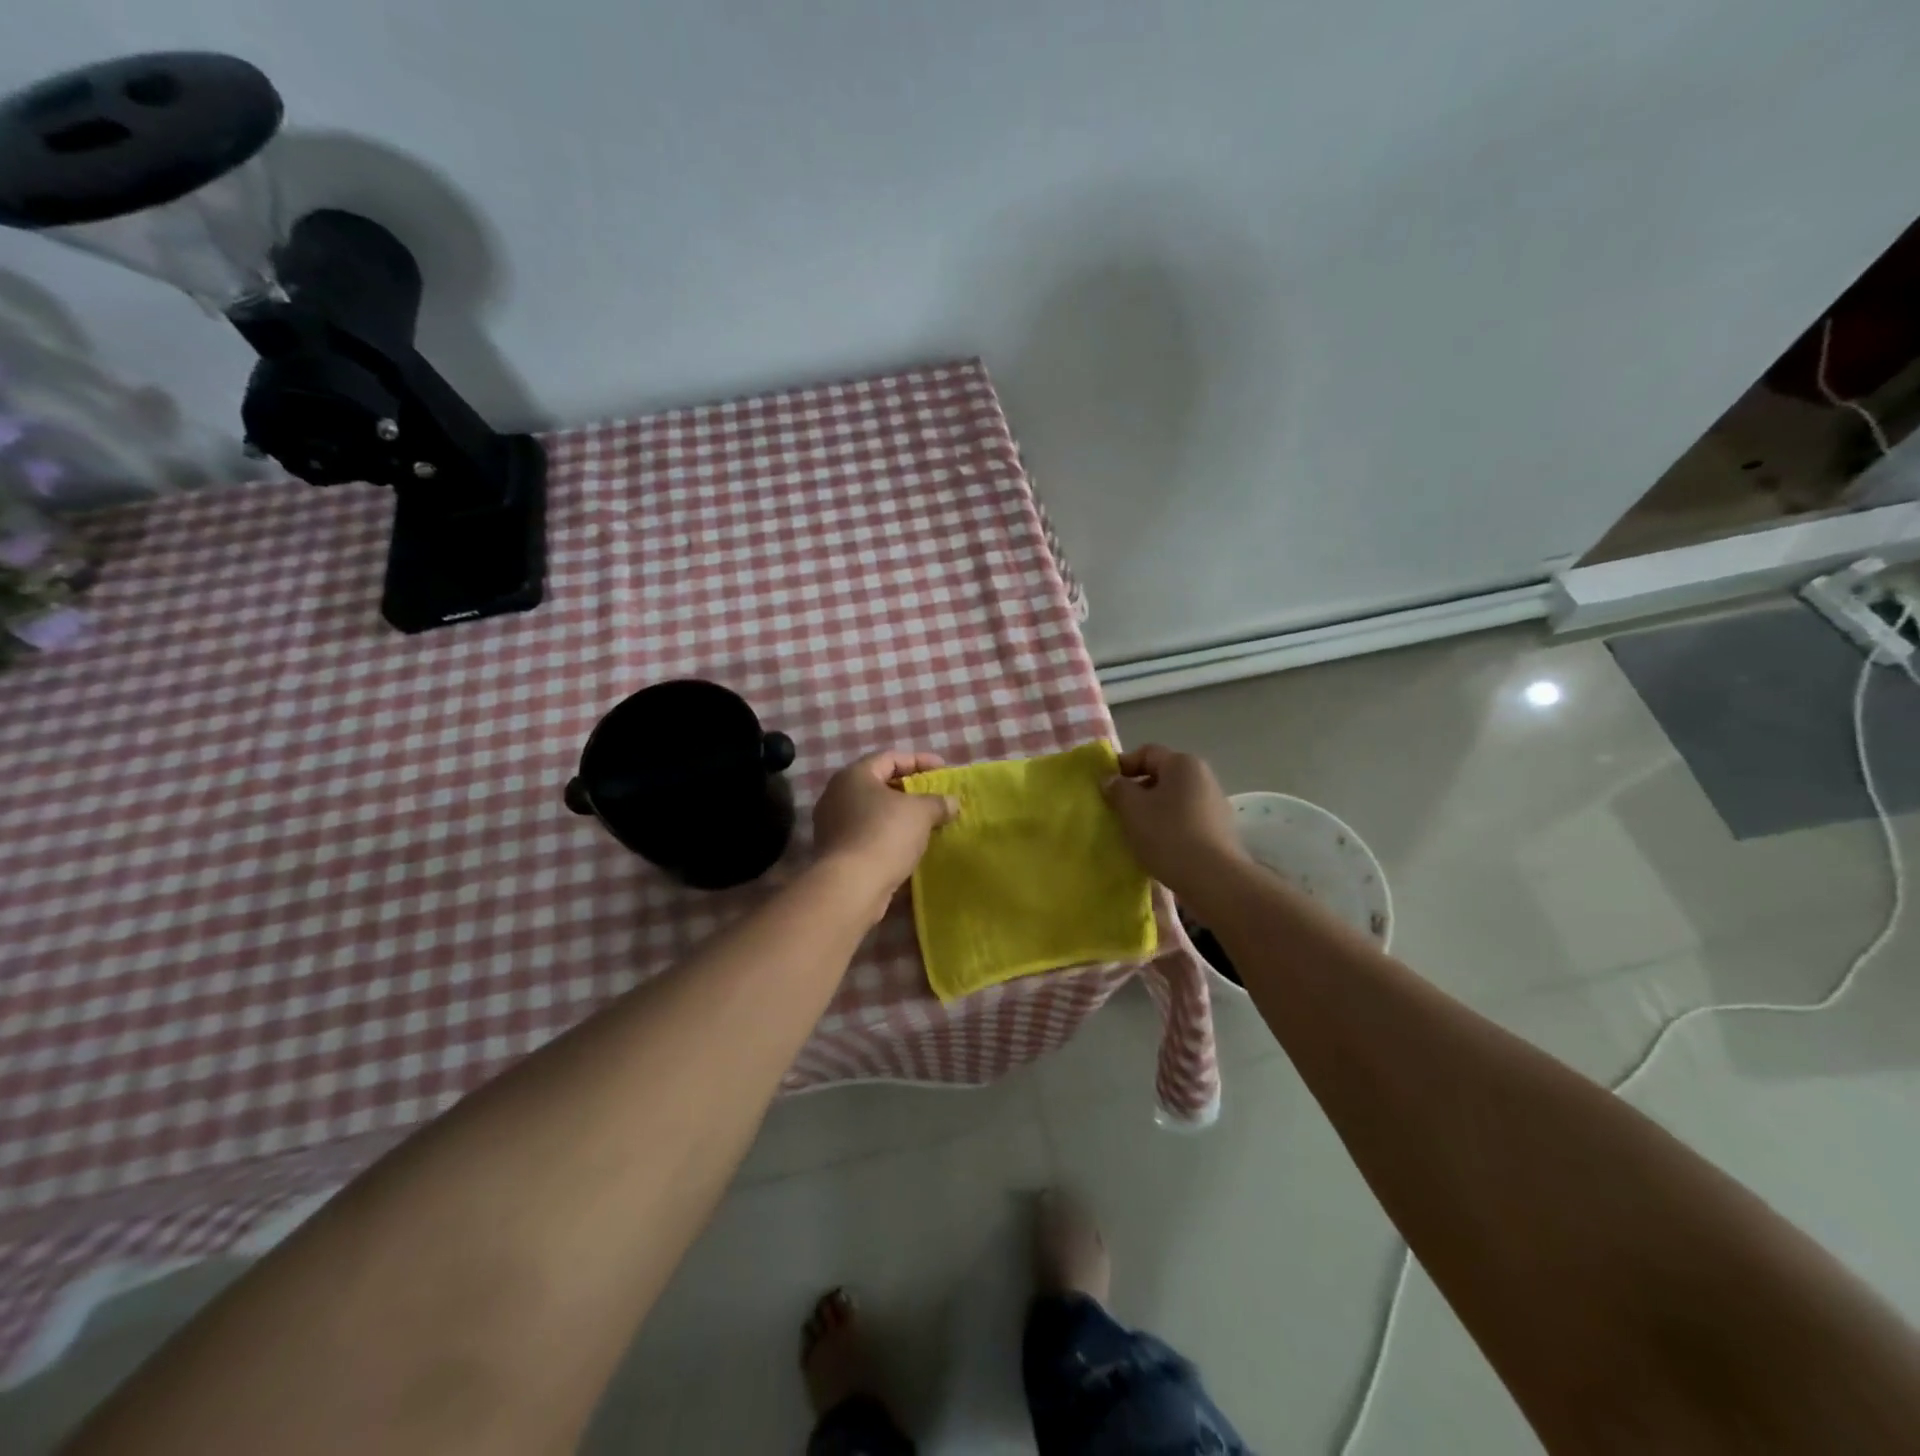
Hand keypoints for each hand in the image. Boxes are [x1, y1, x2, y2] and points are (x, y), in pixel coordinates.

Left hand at [811, 752, 958, 905]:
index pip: (890, 758)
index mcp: (854, 775)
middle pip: (880, 784)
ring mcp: (833, 824)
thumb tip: (952, 803)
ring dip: (900, 815)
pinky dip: (889, 835)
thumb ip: (938, 802)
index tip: (944, 771)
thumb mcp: (921, 813)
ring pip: (873, 812)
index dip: (920, 761)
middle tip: (936, 797)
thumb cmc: (885, 835)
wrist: (851, 886)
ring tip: (926, 823)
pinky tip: (909, 846)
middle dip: (910, 790)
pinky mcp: (836, 851)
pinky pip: (868, 834)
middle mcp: (837, 794)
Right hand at [1102, 744, 1247, 897]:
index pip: (1147, 752)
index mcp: (1183, 763)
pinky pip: (1186, 818)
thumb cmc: (1168, 834)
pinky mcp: (1219, 829)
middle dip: (1137, 790)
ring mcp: (1215, 803)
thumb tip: (1112, 780)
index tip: (1106, 786)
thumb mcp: (1132, 809)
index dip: (1123, 765)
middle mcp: (1203, 776)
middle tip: (1118, 810)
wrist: (1213, 878)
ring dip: (1153, 810)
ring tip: (1135, 831)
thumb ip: (1118, 788)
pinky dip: (1169, 826)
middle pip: (1162, 775)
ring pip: (1173, 799)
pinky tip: (1158, 845)